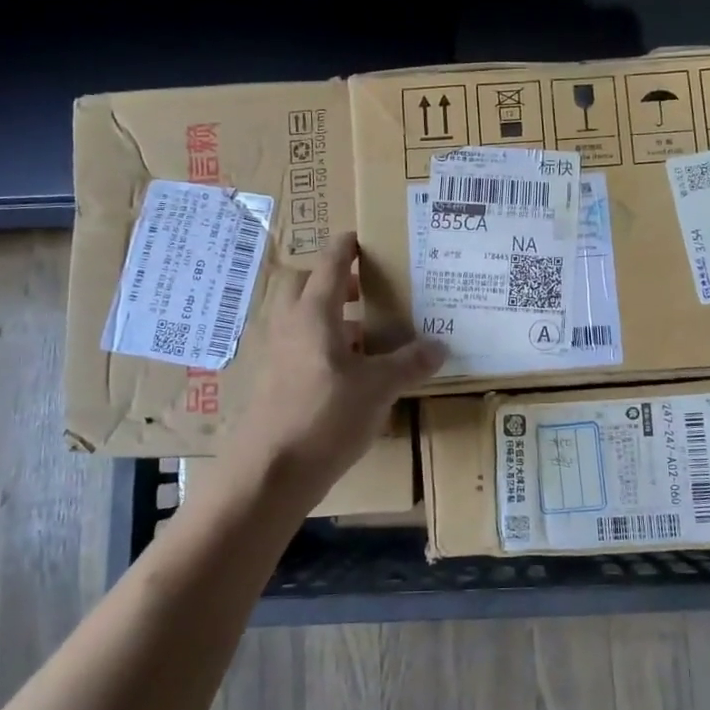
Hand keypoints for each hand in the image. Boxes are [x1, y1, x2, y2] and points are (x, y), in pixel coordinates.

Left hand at [223, 232, 445, 510]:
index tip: (357, 237)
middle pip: (301, 284)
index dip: (345, 248)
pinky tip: (345, 372)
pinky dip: (318, 346)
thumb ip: (409, 363)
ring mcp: (273, 354)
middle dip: (329, 280)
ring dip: (325, 315)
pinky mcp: (270, 382)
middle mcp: (287, 325)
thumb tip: (440, 346)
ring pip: (297, 318)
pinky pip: (295, 347)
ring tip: (362, 333)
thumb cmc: (325, 416)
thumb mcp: (378, 388)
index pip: (329, 265)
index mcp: (314, 313)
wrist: (270, 472)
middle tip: (362, 290)